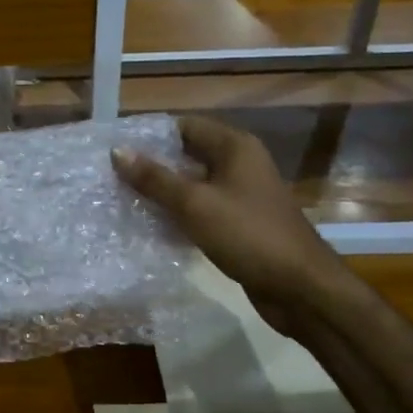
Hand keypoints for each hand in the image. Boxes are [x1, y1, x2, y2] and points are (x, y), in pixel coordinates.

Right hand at [111, 116, 345, 332]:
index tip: (115, 148)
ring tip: (123, 198)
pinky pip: (201, 209)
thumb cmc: (248, 235)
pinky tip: (151, 225)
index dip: (150, 135)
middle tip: (112, 175)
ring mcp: (242, 194)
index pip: (184, 126)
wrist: (300, 287)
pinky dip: (178, 213)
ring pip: (193, 184)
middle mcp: (240, 163)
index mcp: (235, 147)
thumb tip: (117, 151)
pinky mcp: (240, 222)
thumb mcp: (195, 204)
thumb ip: (155, 178)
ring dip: (163, 191)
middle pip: (187, 154)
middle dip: (152, 164)